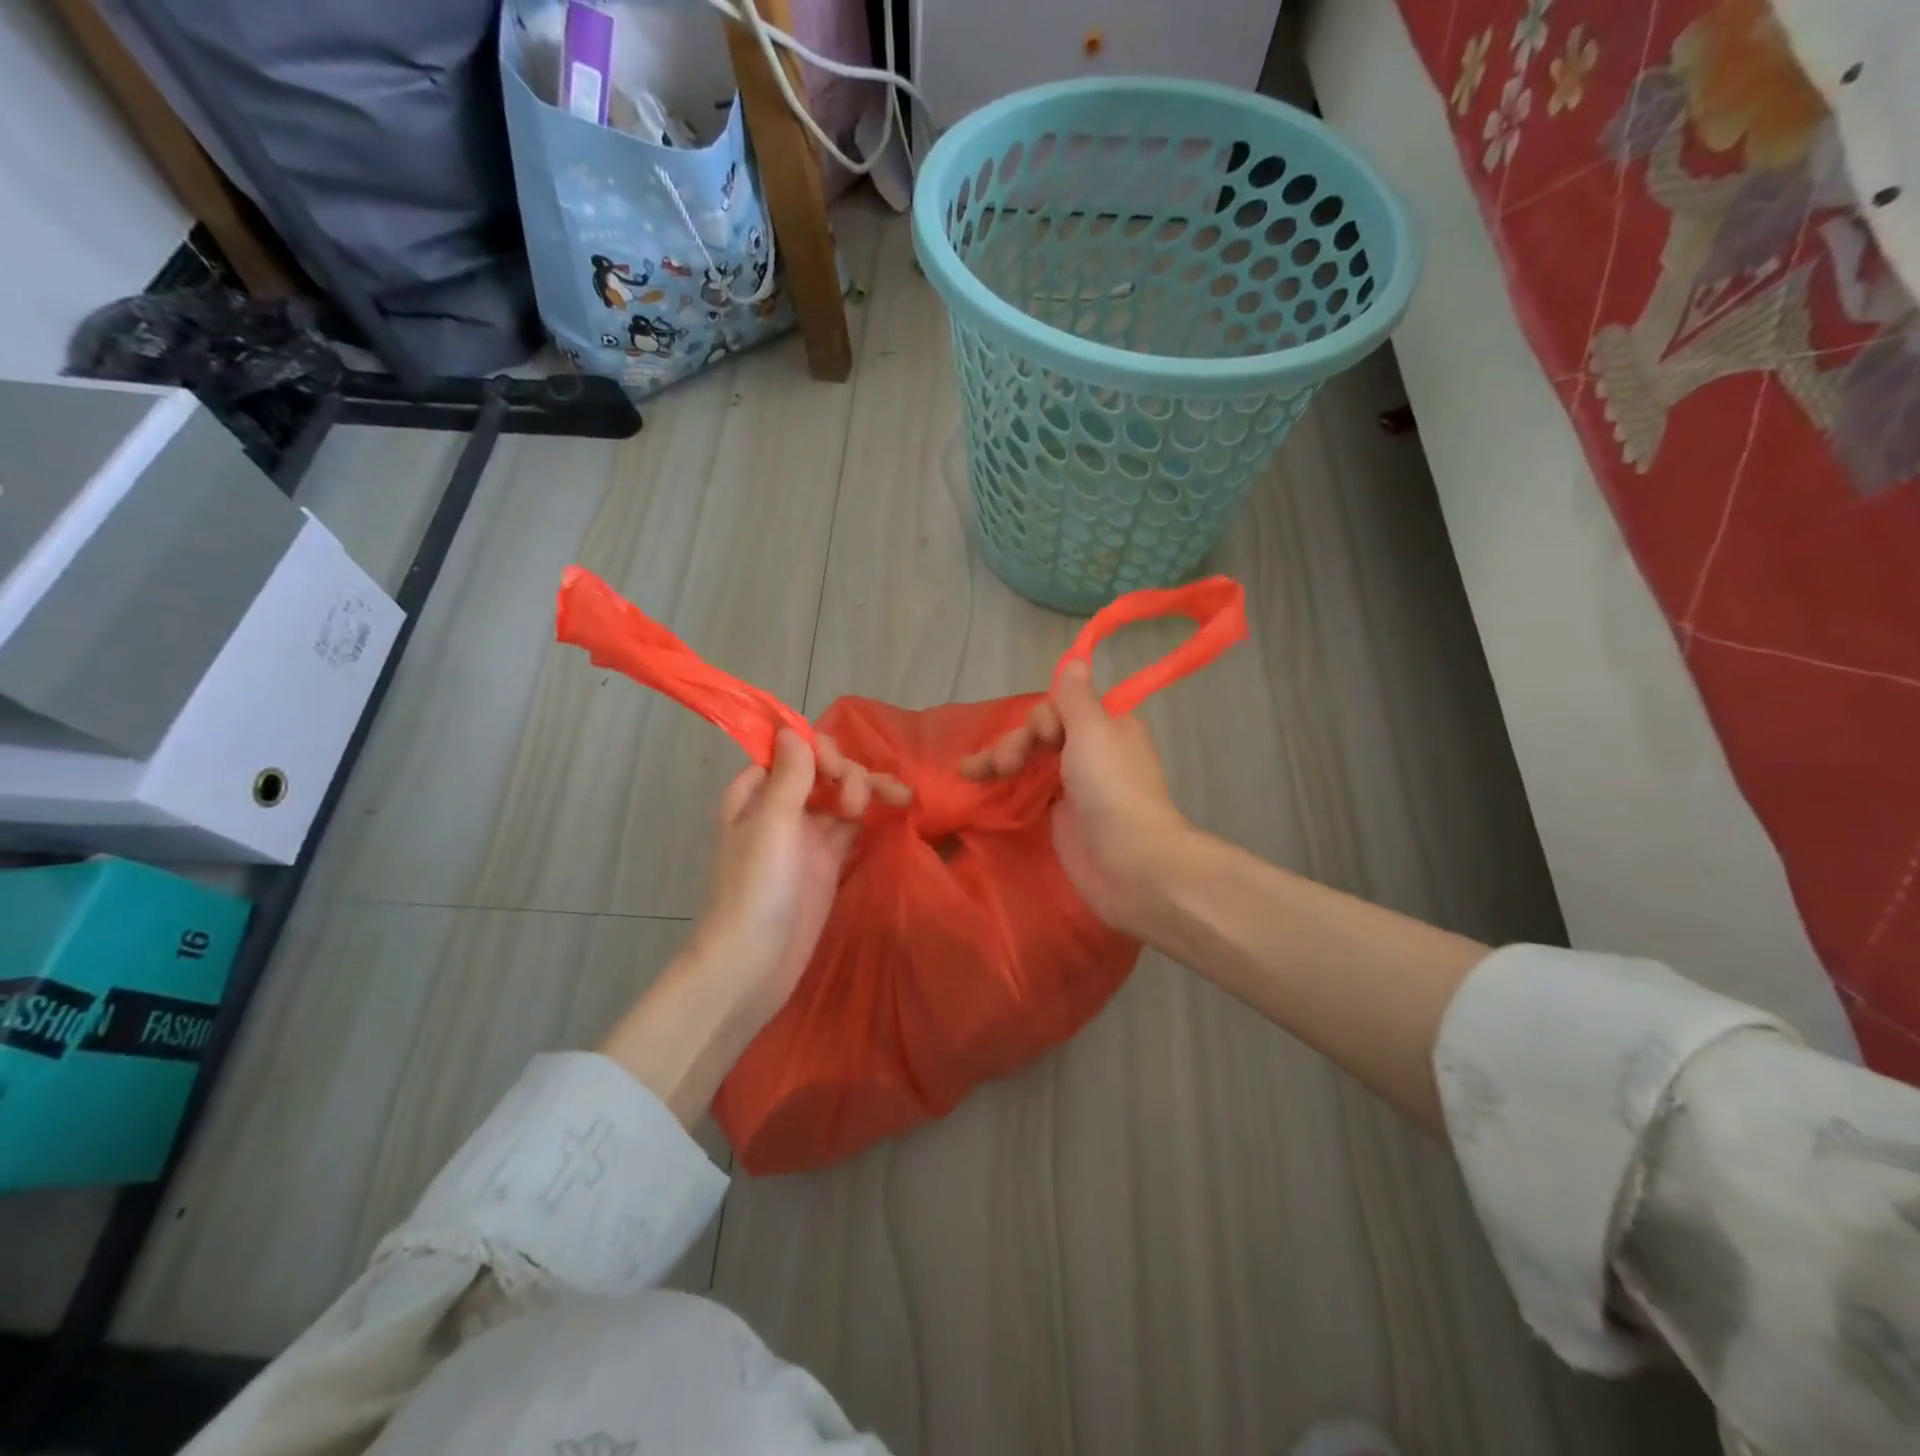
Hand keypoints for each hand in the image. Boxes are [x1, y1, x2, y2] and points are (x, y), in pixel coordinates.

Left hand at [689, 728, 906, 1024]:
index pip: (793, 752)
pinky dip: (874, 815)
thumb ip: (789, 775)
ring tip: (900, 798)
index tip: (838, 768)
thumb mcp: (771, 823)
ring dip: (869, 790)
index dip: (820, 751)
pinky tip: (900, 808)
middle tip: (860, 800)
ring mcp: (807, 836)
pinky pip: (854, 826)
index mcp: (756, 794)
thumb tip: (793, 728)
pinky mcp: (828, 862)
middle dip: (849, 774)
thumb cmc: (756, 888)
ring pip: (843, 797)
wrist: (753, 964)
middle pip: (823, 772)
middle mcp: (781, 808)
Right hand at [960, 661, 1190, 936]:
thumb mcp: (1093, 730)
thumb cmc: (1112, 788)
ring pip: (1032, 762)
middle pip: (1042, 735)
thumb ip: (1075, 697)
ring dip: (1001, 762)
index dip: (1041, 720)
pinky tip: (980, 786)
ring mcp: (1077, 788)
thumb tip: (1076, 658)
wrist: (1129, 863)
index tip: (1040, 738)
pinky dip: (1006, 787)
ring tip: (970, 774)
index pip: (1061, 708)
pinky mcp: (1062, 818)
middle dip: (1016, 743)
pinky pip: (1029, 792)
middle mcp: (1094, 753)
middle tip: (1000, 766)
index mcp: (1108, 727)